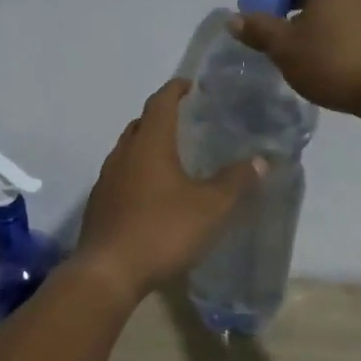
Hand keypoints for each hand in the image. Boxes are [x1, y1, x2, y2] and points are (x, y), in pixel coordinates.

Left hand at [74, 79, 265, 300]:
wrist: (108, 273)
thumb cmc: (162, 231)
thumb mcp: (210, 207)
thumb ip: (236, 181)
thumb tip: (261, 160)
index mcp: (148, 144)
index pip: (160, 102)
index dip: (176, 90)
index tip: (192, 86)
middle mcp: (122, 155)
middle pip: (141, 124)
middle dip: (162, 118)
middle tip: (188, 124)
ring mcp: (106, 181)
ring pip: (128, 152)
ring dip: (148, 148)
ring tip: (174, 159)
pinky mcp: (99, 206)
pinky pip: (121, 177)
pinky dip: (138, 174)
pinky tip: (154, 195)